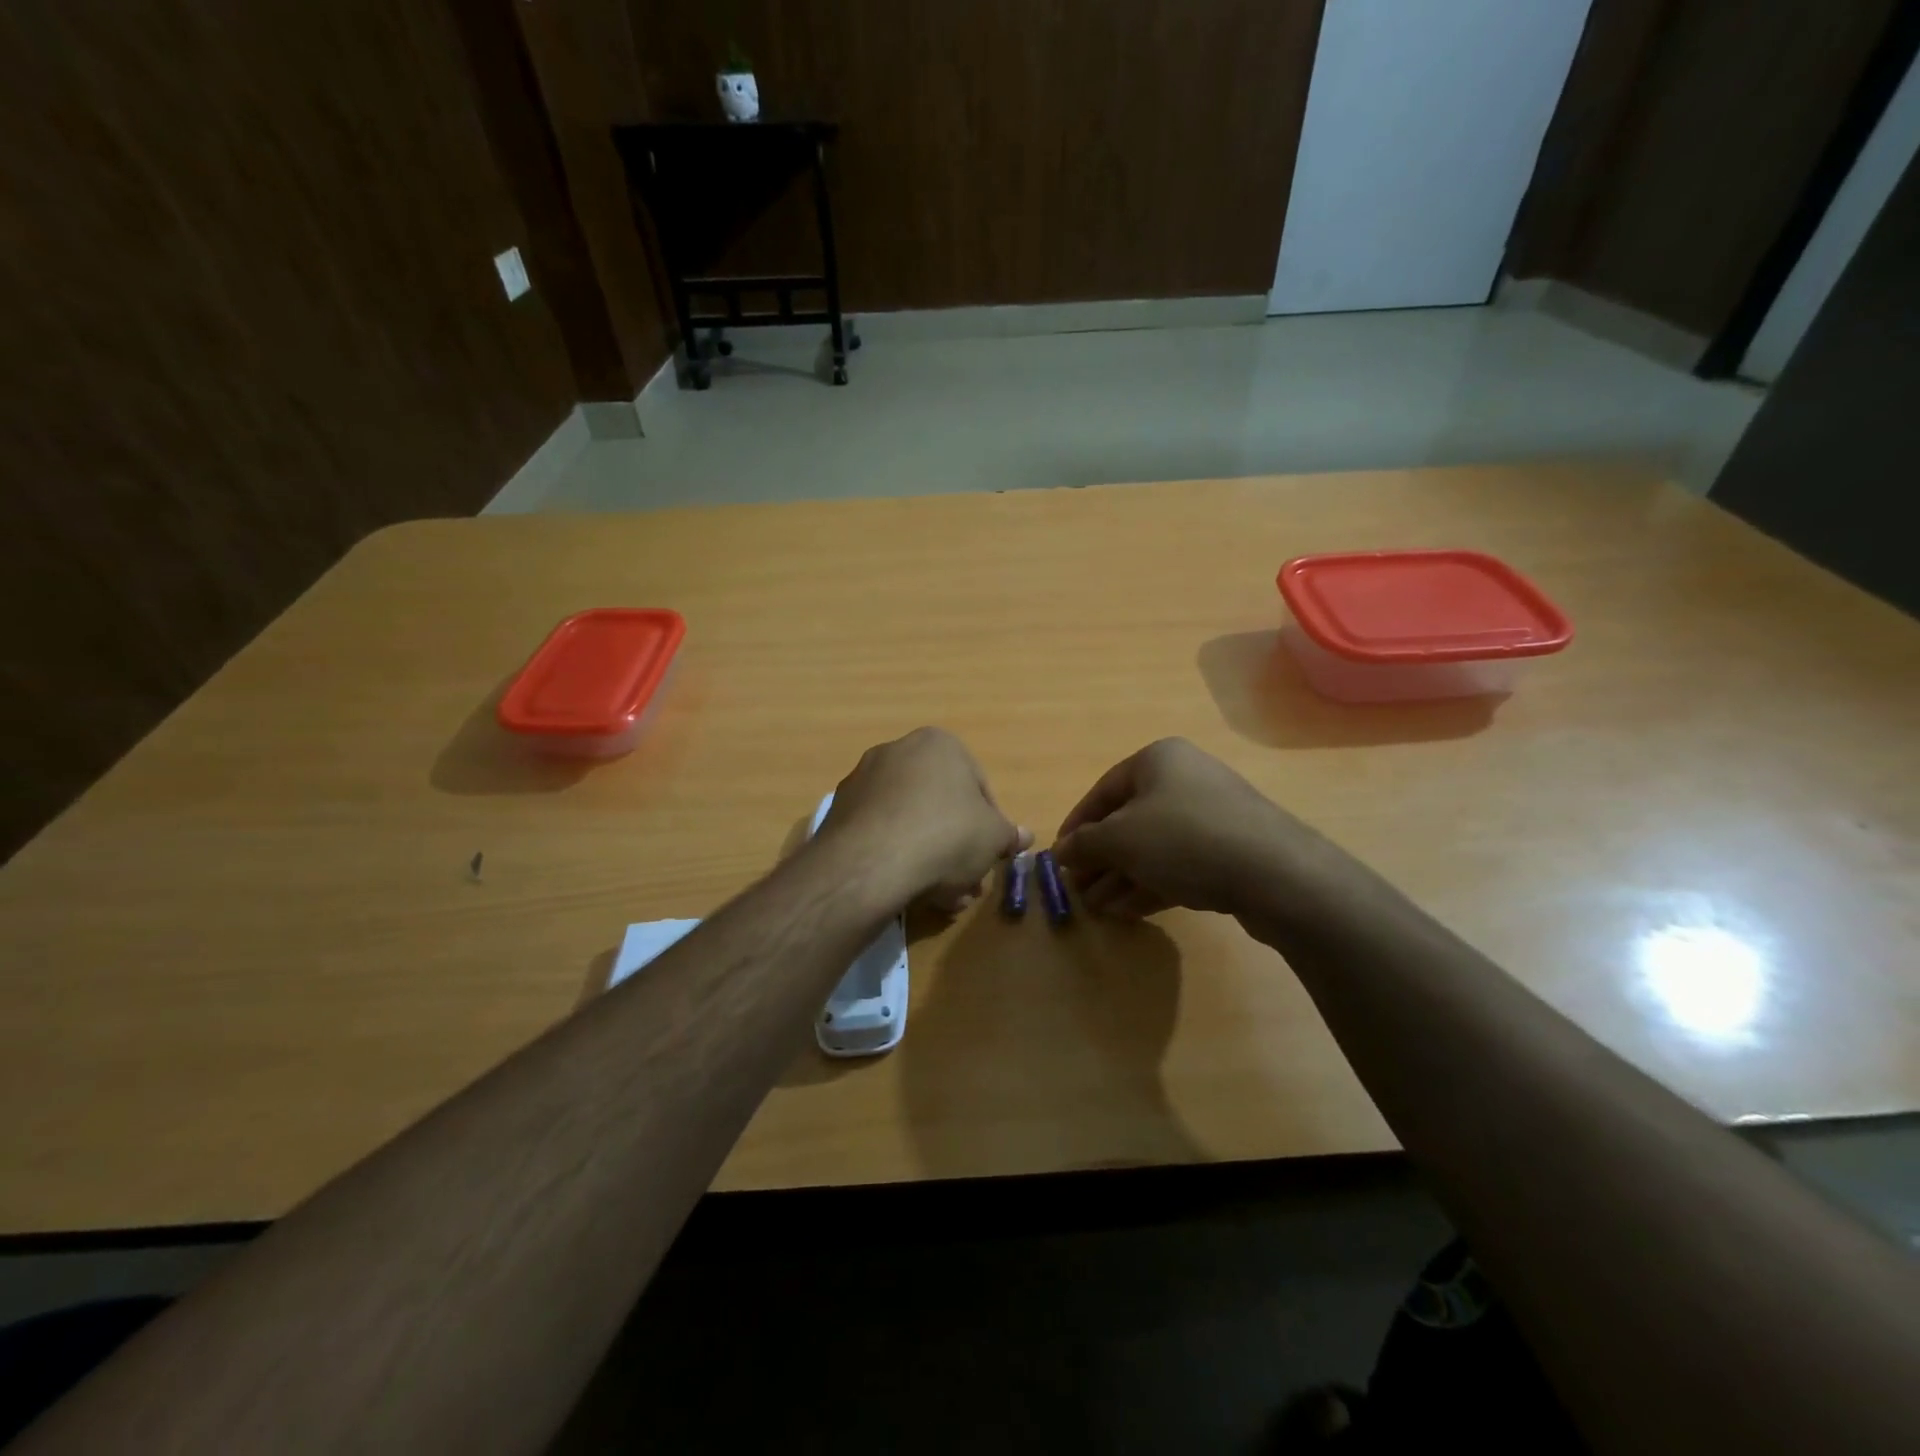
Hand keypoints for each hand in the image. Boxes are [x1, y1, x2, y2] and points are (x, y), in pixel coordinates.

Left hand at [818, 728, 1030, 913]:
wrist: (870, 863)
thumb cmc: (946, 836)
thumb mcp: (993, 837)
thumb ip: (1009, 835)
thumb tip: (1024, 836)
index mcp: (938, 744)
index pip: (978, 786)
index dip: (990, 826)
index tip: (989, 856)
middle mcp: (897, 751)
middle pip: (940, 805)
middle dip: (957, 846)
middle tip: (967, 882)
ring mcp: (862, 780)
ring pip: (910, 822)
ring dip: (929, 857)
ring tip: (941, 897)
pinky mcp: (838, 812)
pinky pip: (880, 834)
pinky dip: (896, 857)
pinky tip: (907, 890)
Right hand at [1053, 738, 1331, 921]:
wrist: (1276, 873)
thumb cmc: (1184, 839)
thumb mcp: (1120, 839)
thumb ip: (1084, 844)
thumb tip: (1060, 852)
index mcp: (1157, 761)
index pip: (1102, 792)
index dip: (1076, 826)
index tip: (1059, 859)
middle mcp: (1185, 780)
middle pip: (1128, 821)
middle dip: (1101, 858)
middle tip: (1079, 890)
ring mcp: (1211, 816)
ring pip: (1153, 847)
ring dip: (1122, 877)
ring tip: (1098, 909)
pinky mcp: (1230, 851)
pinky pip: (1179, 864)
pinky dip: (1151, 884)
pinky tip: (1128, 911)